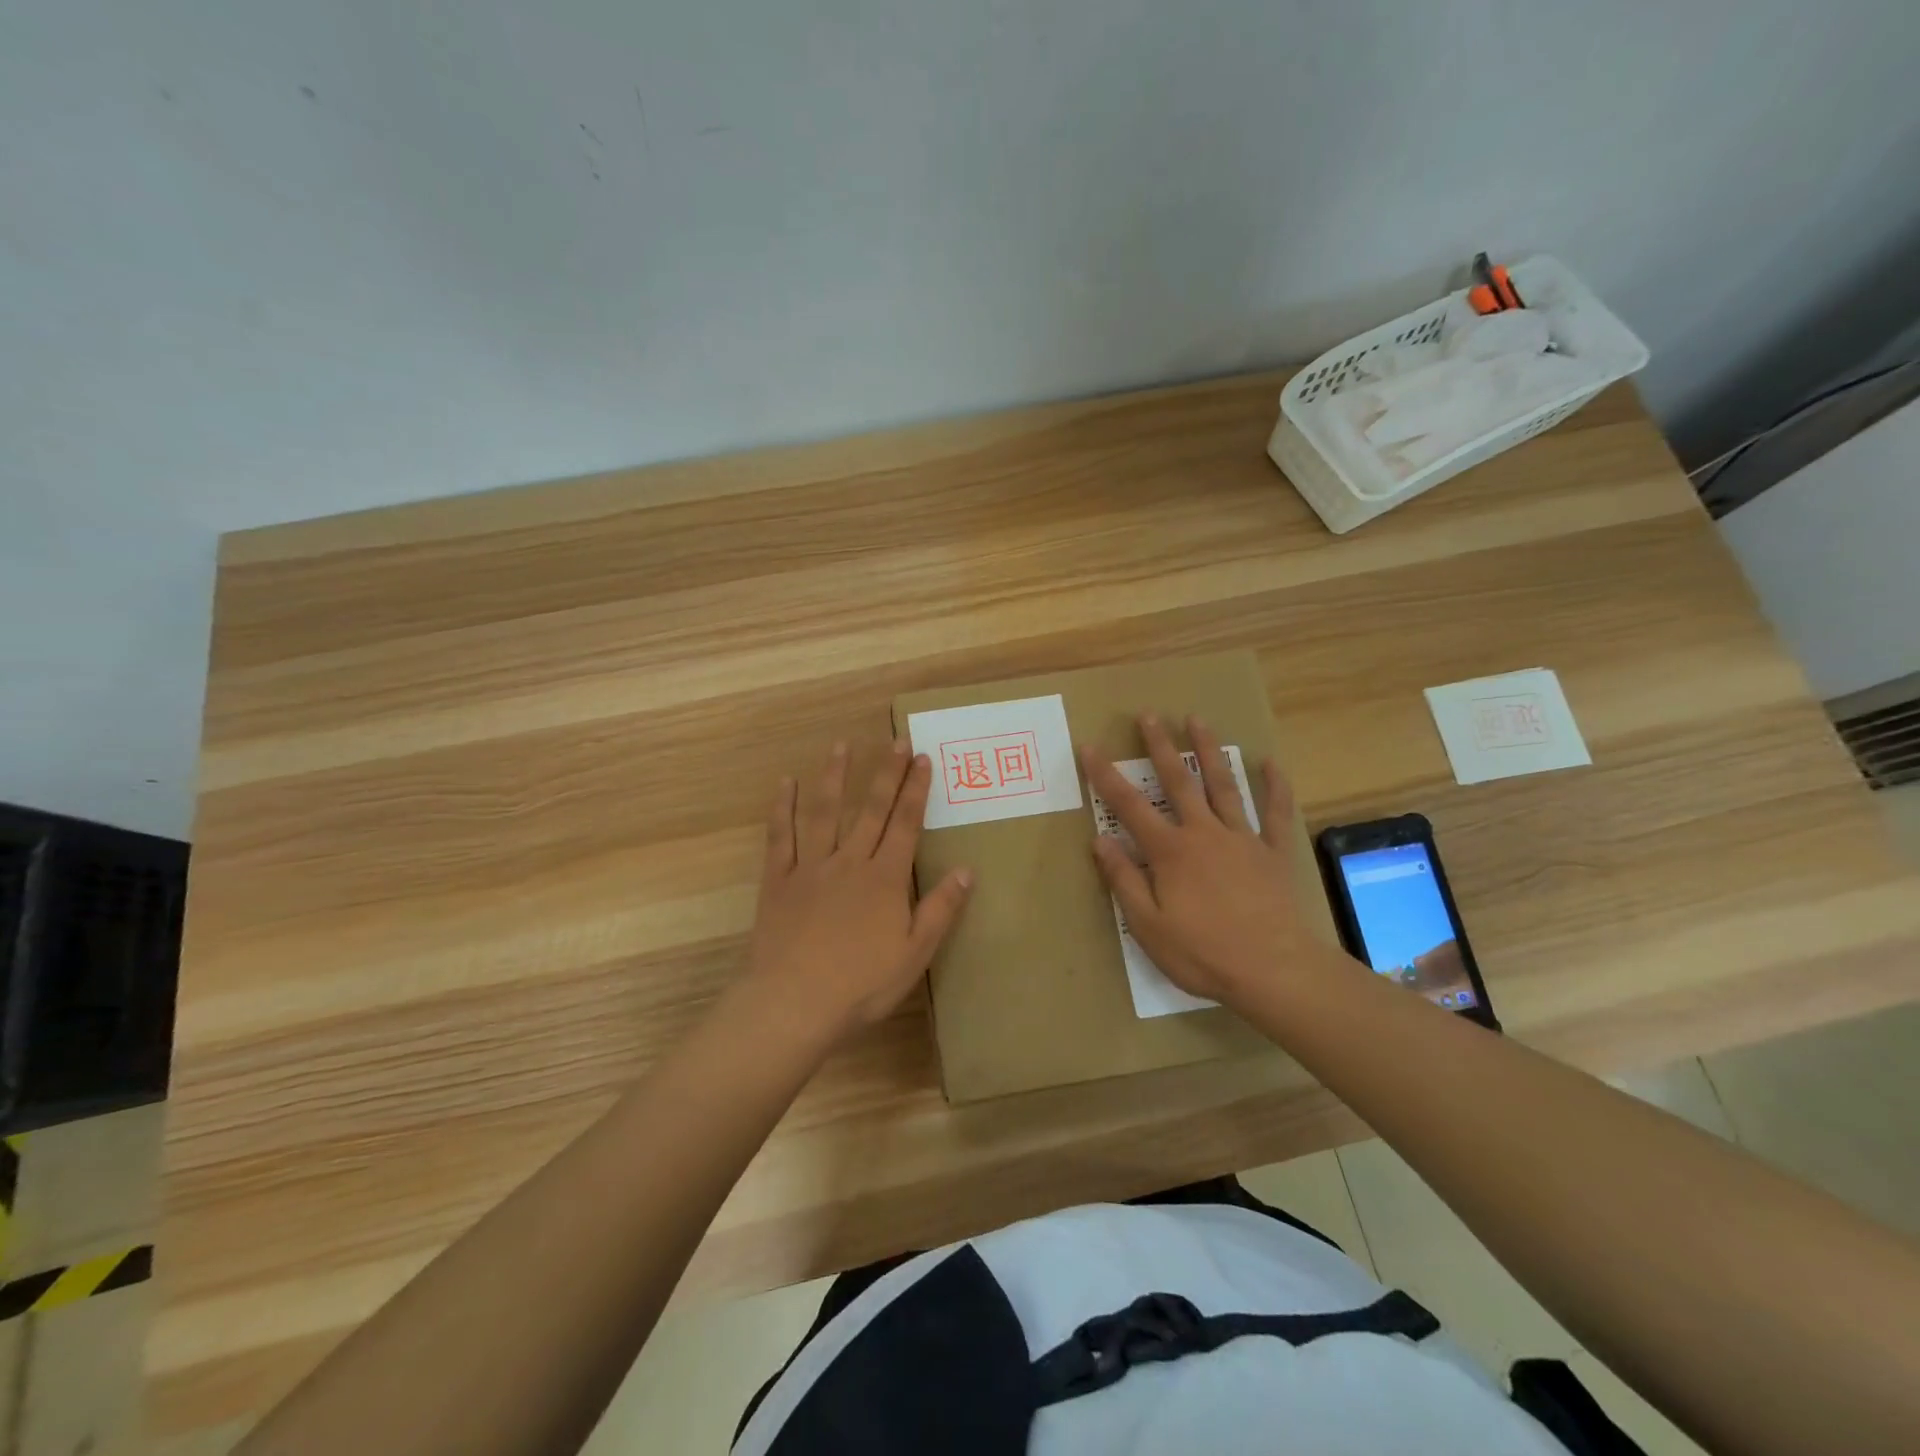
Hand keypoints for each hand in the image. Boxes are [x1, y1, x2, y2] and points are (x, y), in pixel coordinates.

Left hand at [744, 741, 972, 1043]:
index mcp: (884, 878)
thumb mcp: (915, 953)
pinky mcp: (778, 881)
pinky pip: (780, 837)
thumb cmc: (861, 984)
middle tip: (896, 739)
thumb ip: (940, 909)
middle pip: (871, 809)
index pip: (905, 824)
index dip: (916, 790)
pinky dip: (782, 809)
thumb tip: (966, 869)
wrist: (794, 1003)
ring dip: (835, 777)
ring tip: (842, 745)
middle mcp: (849, 862)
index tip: (922, 758)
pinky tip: (786, 784)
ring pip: (824, 813)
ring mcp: (810, 868)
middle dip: (886, 773)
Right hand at [1081, 714, 1334, 1008]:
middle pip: (1178, 782)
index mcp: (1169, 852)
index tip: (1090, 747)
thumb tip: (1100, 840)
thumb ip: (1124, 880)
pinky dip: (1274, 786)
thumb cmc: (1203, 953)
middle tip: (1149, 715)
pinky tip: (1271, 763)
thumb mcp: (1148, 926)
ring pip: (1222, 785)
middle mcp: (1203, 833)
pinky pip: (1274, 812)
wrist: (1274, 970)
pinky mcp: (1272, 852)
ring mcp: (1242, 839)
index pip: (1129, 806)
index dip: (1106, 776)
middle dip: (1160, 746)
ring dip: (1208, 751)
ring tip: (1198, 720)